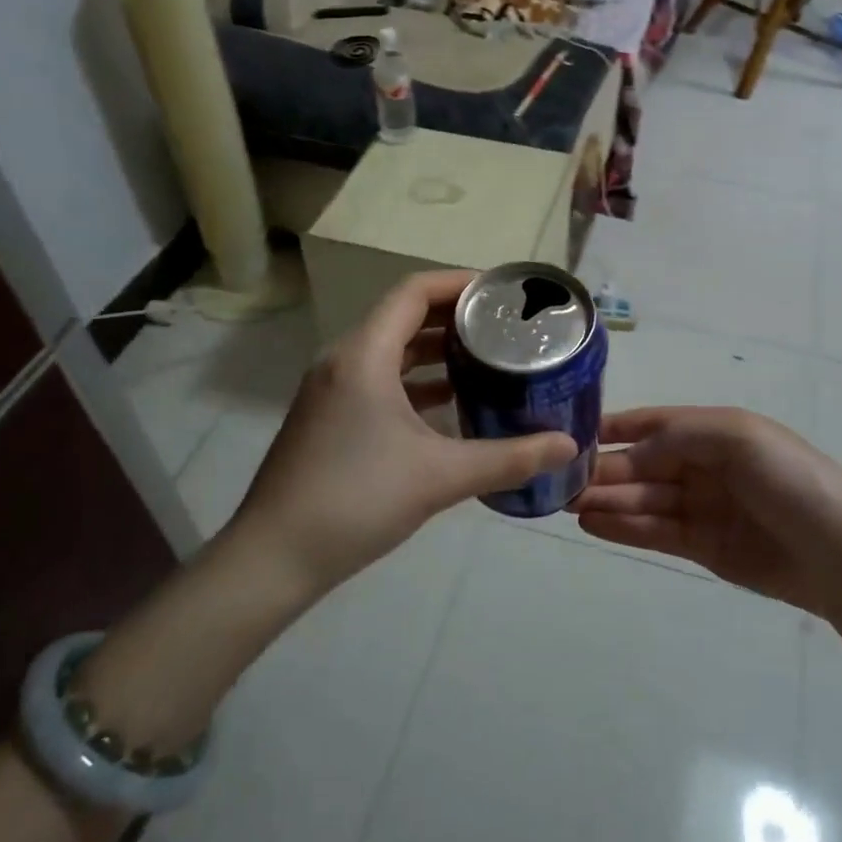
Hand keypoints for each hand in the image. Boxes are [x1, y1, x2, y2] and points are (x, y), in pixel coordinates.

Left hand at [231, 270, 577, 591]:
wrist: (272, 558)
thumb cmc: (356, 501)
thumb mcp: (441, 477)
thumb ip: (510, 458)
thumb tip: (568, 445)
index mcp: (364, 355)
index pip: (414, 292)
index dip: (459, 283)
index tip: (502, 294)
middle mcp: (343, 360)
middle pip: (403, 315)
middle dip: (454, 316)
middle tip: (504, 326)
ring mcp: (331, 389)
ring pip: (390, 349)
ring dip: (435, 349)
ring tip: (486, 357)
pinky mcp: (328, 415)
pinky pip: (378, 377)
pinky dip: (415, 379)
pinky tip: (450, 402)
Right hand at [569, 407, 841, 614]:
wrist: (839, 553)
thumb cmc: (789, 479)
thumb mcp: (736, 436)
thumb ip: (678, 437)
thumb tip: (632, 450)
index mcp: (715, 431)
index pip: (656, 423)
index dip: (618, 427)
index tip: (576, 432)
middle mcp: (705, 466)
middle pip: (644, 464)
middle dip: (605, 469)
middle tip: (560, 480)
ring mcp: (704, 508)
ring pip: (644, 499)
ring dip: (607, 499)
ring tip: (567, 504)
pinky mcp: (704, 547)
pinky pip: (656, 532)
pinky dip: (624, 527)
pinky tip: (593, 524)